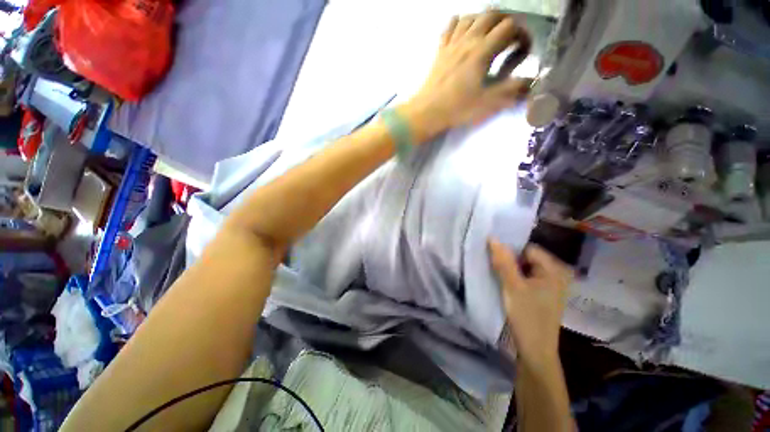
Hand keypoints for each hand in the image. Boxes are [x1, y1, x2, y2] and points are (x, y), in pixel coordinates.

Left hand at [400, 11, 532, 142]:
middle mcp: (468, 39)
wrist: (427, 112)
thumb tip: (532, 81)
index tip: (524, 50)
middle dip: (507, 21)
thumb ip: (512, 90)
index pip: (510, 27)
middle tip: (510, 38)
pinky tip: (464, 31)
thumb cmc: (457, 108)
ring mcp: (452, 43)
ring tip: (490, 34)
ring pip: (471, 16)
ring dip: (485, 19)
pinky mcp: (440, 50)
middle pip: (492, 14)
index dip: (522, 34)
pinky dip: (460, 22)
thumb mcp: (488, 102)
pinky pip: (450, 26)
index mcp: (482, 50)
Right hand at [489, 239, 572, 364]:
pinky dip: (515, 277)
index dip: (509, 250)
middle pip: (527, 257)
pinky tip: (504, 282)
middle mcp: (556, 274)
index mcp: (554, 270)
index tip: (493, 256)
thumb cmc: (527, 317)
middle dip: (509, 259)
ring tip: (496, 272)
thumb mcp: (512, 286)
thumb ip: (503, 261)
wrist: (535, 351)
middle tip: (493, 265)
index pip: (527, 248)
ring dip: (510, 268)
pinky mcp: (543, 293)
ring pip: (525, 267)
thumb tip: (492, 238)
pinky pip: (527, 277)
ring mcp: (550, 285)